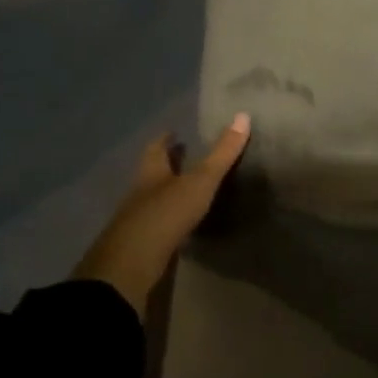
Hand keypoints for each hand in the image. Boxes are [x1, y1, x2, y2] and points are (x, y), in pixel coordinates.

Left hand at [73, 113, 251, 318]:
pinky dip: (168, 217)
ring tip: (186, 188)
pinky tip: (180, 222)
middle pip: (152, 172)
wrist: (134, 261)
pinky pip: (156, 223)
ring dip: (167, 191)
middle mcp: (140, 191)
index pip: (155, 149)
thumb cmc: (167, 212)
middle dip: (165, 164)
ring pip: (152, 198)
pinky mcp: (141, 243)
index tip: (172, 131)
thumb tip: (243, 116)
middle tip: (182, 156)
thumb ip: (222, 153)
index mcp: (151, 172)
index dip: (164, 139)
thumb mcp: (200, 180)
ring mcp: (137, 219)